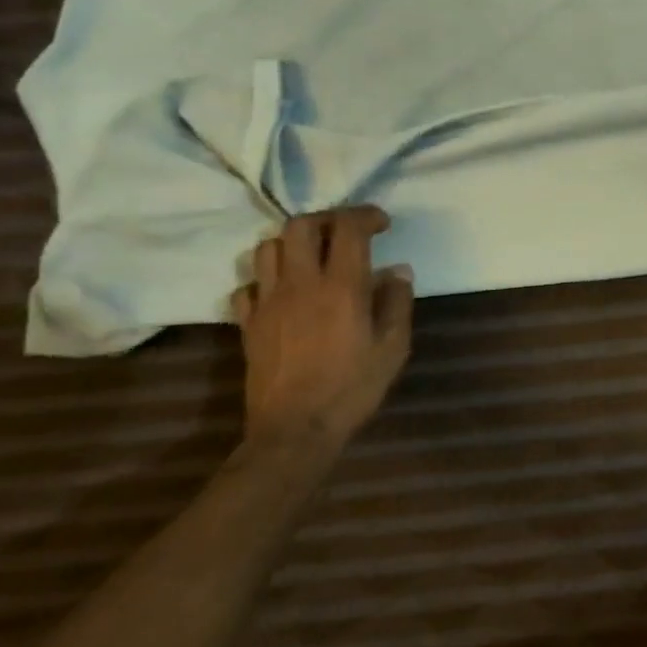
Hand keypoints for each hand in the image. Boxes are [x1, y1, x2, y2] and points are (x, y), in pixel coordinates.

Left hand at [232, 206, 413, 448]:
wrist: (294, 430)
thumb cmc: (352, 389)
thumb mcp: (393, 349)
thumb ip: (397, 303)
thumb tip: (398, 271)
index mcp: (341, 287)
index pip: (348, 228)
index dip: (366, 216)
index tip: (382, 224)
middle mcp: (300, 283)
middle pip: (300, 225)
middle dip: (327, 219)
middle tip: (346, 233)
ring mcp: (268, 301)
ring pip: (268, 247)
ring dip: (292, 243)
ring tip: (312, 257)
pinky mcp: (248, 323)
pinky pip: (249, 284)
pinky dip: (267, 278)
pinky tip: (284, 292)